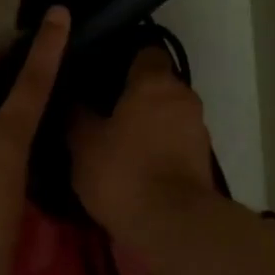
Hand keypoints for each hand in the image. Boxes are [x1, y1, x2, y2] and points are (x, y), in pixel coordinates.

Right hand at [71, 45, 217, 242]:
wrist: (175, 224)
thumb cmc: (125, 172)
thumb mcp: (84, 144)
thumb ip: (76, 115)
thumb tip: (71, 98)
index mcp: (154, 81)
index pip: (146, 50)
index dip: (124, 58)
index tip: (102, 71)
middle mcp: (182, 95)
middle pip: (157, 83)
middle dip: (135, 93)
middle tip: (103, 108)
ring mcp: (197, 127)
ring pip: (168, 112)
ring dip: (149, 122)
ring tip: (119, 140)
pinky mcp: (203, 158)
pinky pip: (176, 138)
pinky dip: (160, 145)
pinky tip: (137, 163)